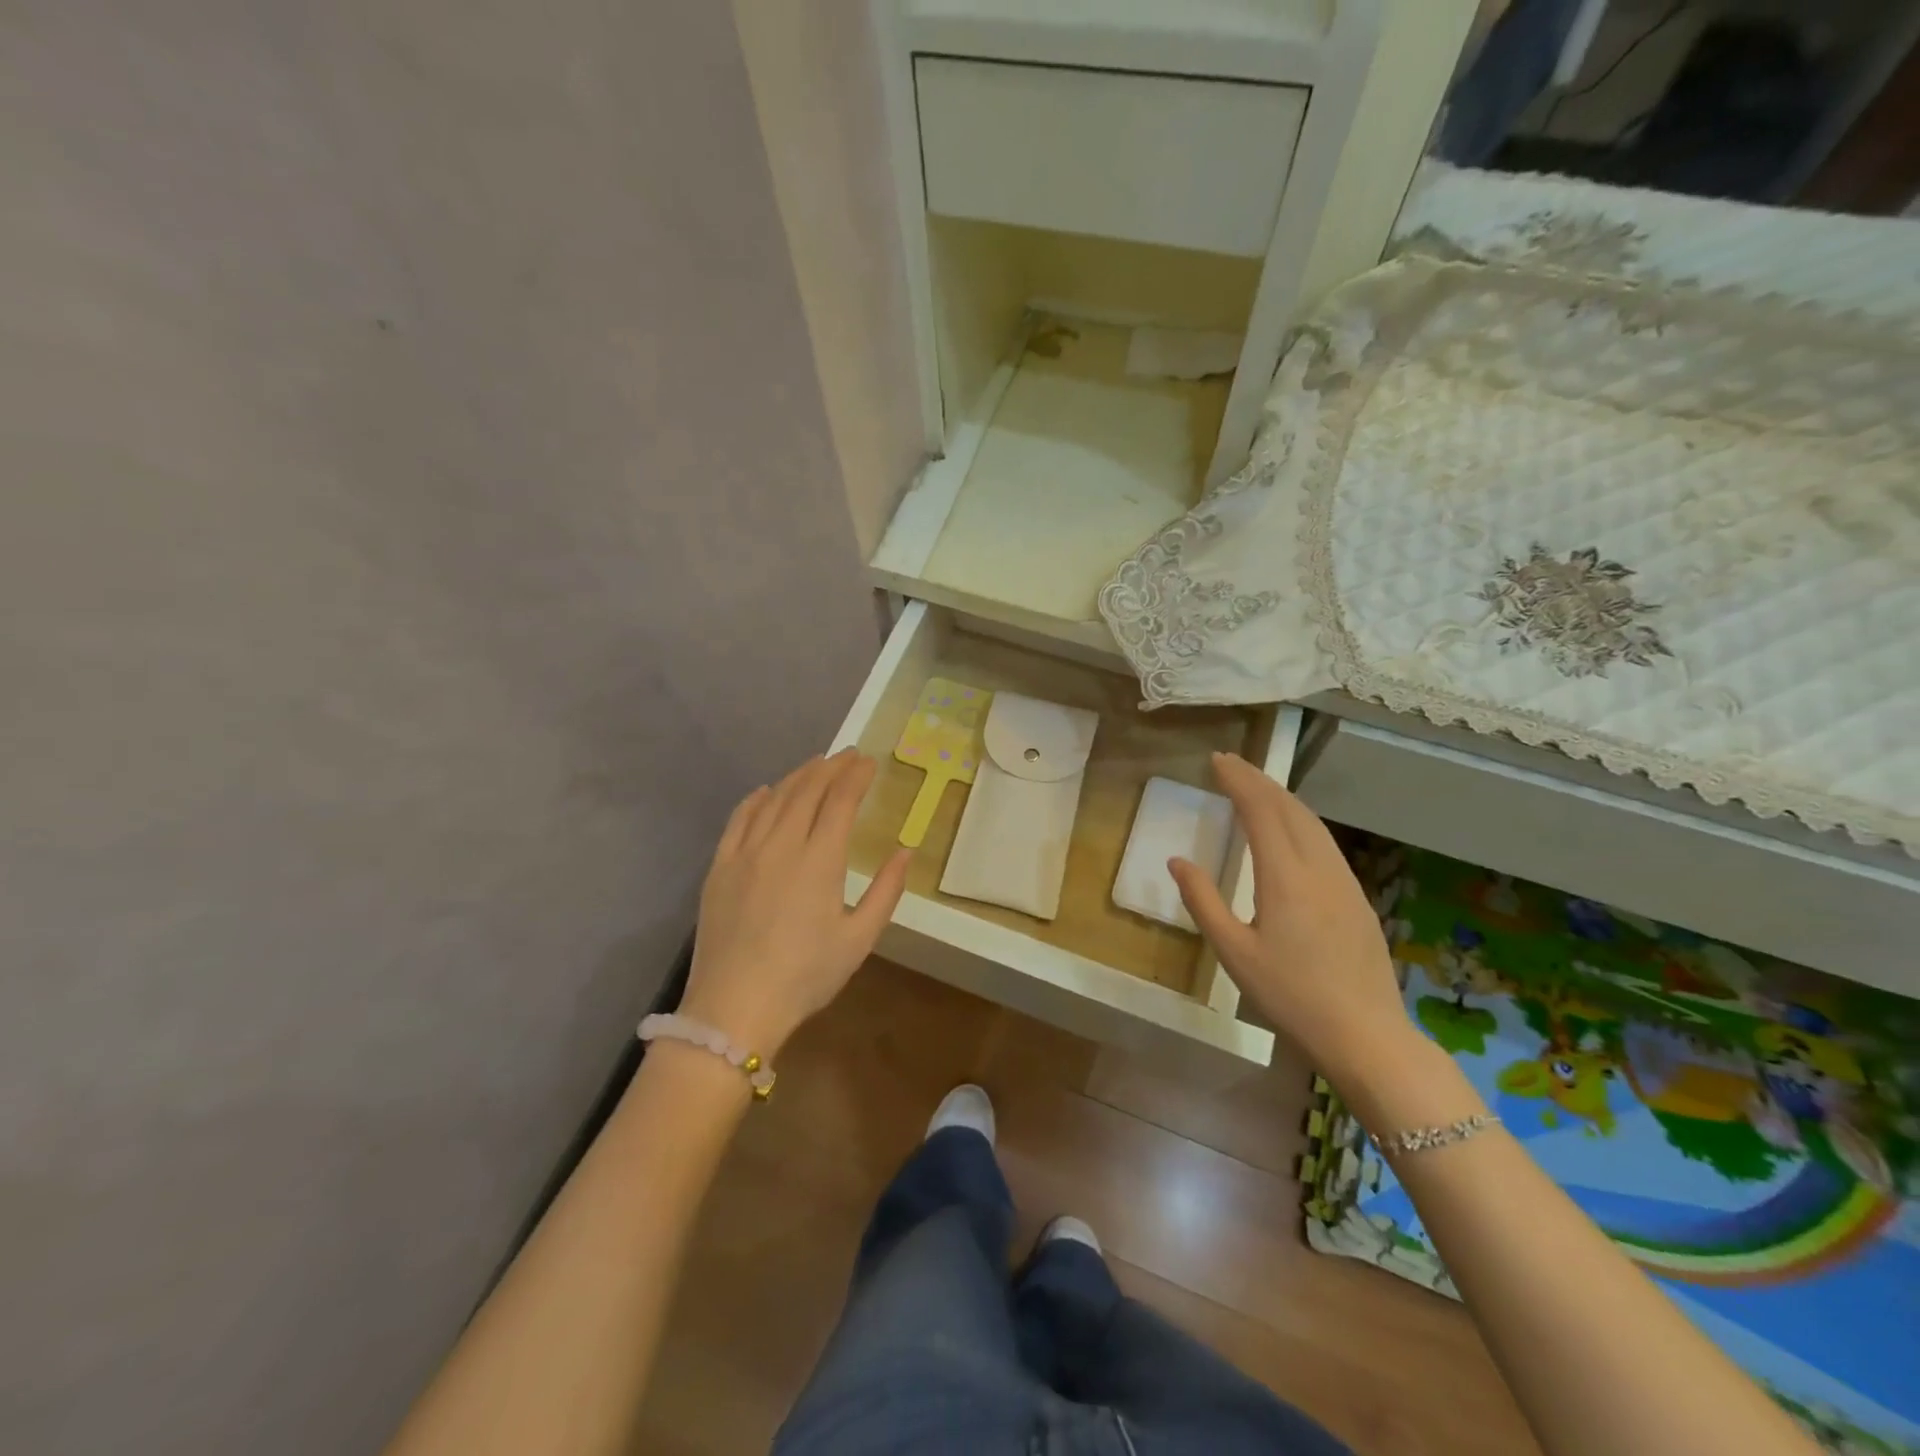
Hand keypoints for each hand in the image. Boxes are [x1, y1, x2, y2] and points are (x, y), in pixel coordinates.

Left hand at [680, 750, 908, 1058]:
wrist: (735, 1007)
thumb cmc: (805, 976)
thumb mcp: (859, 940)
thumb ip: (886, 891)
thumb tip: (905, 851)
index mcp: (819, 860)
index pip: (840, 801)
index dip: (856, 776)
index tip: (869, 762)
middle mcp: (781, 844)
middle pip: (807, 791)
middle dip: (831, 767)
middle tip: (848, 756)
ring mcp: (745, 853)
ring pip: (774, 799)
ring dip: (798, 776)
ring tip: (816, 765)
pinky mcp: (720, 867)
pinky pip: (739, 819)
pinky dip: (756, 799)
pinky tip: (766, 791)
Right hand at [1169, 752, 1414, 1086]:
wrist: (1366, 1034)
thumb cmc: (1290, 995)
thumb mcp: (1233, 952)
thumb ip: (1203, 901)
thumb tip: (1177, 861)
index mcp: (1285, 877)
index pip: (1261, 810)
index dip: (1238, 780)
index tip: (1217, 760)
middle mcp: (1318, 867)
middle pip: (1289, 807)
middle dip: (1259, 779)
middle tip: (1231, 763)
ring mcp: (1344, 880)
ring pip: (1312, 822)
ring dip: (1282, 797)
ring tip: (1256, 786)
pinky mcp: (1356, 897)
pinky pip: (1324, 841)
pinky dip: (1300, 820)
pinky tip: (1291, 829)